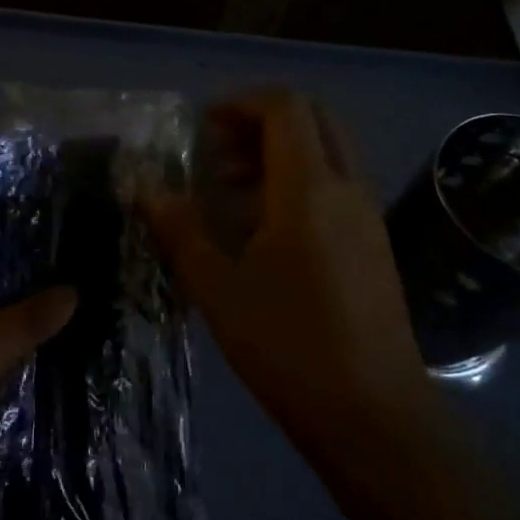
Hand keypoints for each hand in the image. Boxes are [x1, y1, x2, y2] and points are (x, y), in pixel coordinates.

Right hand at [147, 91, 435, 454]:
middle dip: (261, 120)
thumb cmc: (288, 345)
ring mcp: (367, 214)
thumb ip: (180, 229)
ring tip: (232, 190)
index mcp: (309, 187)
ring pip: (328, 149)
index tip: (203, 127)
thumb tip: (145, 189)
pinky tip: (266, 228)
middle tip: (218, 152)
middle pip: (313, 116)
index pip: (284, 106)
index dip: (240, 102)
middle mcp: (346, 187)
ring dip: (280, 150)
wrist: (375, 417)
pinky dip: (300, 179)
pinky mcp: (375, 243)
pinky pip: (338, 182)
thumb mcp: (218, 287)